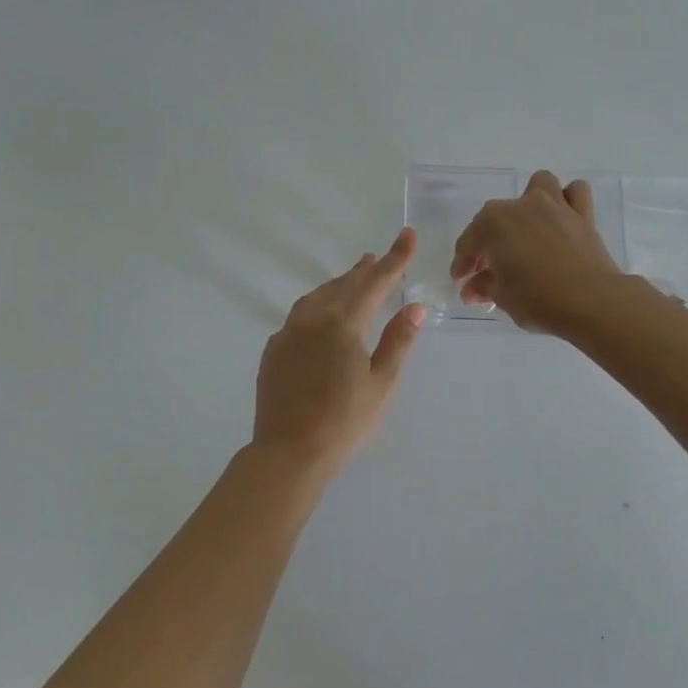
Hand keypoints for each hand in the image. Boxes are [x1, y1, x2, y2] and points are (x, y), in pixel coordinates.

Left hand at [253, 229, 426, 473]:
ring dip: (339, 285)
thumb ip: (398, 341)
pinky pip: (299, 316)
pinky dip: (317, 306)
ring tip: (354, 279)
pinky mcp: (273, 350)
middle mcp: (312, 319)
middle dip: (365, 270)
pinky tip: (322, 316)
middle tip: (380, 258)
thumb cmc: (344, 421)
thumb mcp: (381, 383)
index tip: (408, 235)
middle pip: (344, 285)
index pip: (375, 282)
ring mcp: (287, 333)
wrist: (289, 452)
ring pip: (317, 297)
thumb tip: (414, 307)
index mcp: (342, 323)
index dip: (395, 258)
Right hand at [451, 171, 625, 333]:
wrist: (592, 302)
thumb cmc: (538, 299)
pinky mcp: (583, 214)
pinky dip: (566, 201)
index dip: (463, 264)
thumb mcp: (502, 297)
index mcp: (493, 223)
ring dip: (529, 203)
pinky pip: (574, 193)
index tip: (462, 281)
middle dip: (489, 240)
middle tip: (490, 269)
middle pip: (496, 217)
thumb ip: (484, 287)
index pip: (469, 243)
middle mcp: (522, 206)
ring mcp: (555, 205)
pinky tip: (561, 221)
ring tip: (527, 230)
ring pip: (538, 186)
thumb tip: (473, 288)